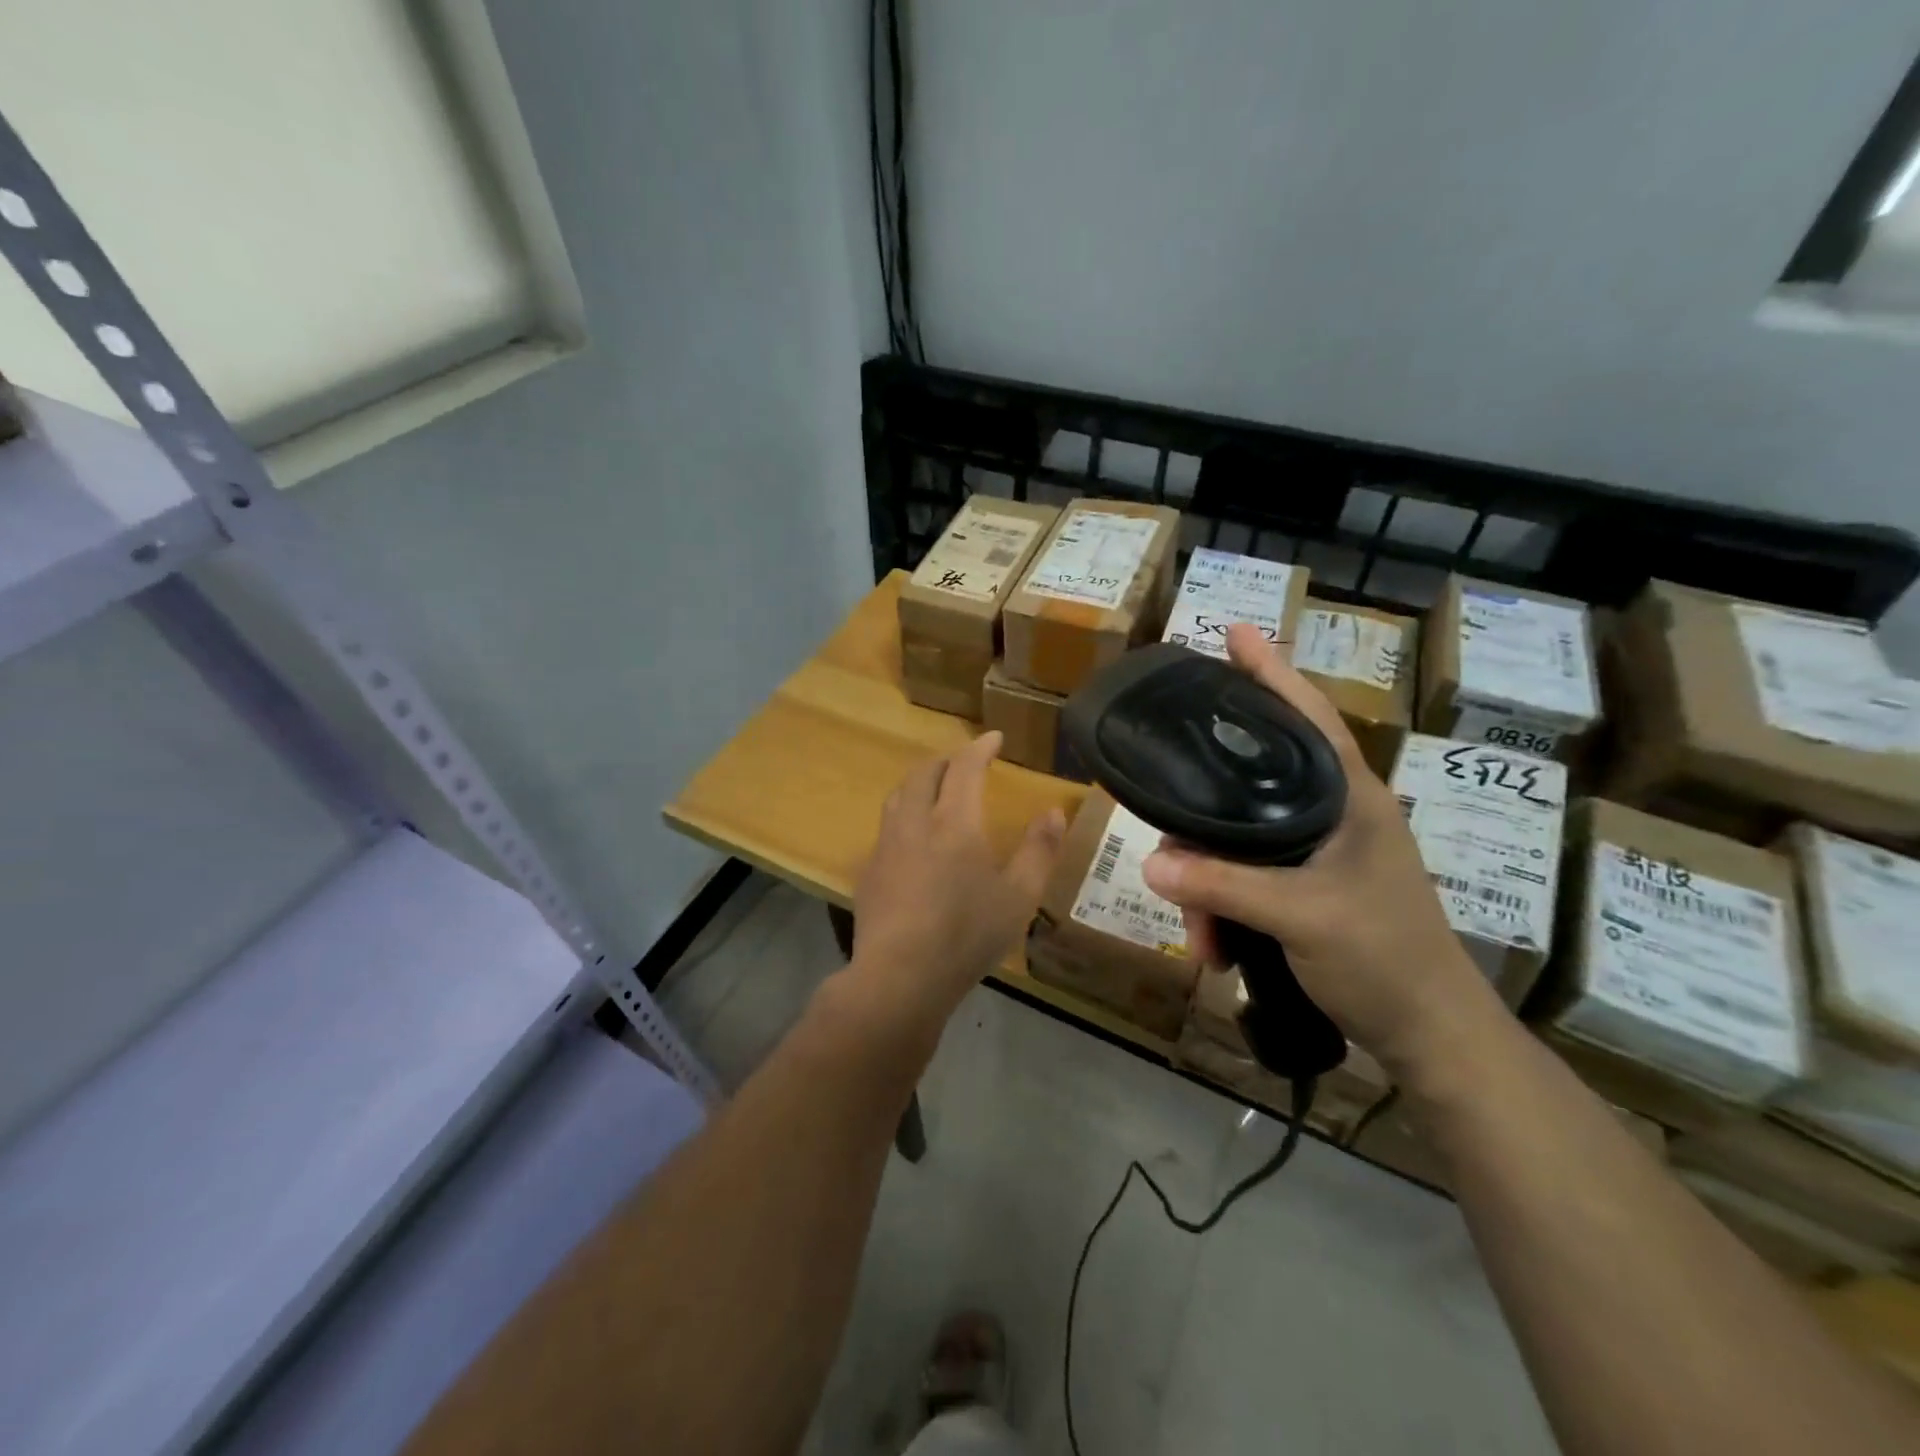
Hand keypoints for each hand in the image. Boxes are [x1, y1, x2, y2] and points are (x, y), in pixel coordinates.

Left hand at [846, 731, 1066, 1032]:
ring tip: (935, 790)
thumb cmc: (967, 935)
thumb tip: (1054, 811)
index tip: (994, 738)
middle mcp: (915, 822)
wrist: (900, 976)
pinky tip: (912, 840)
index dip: (980, 747)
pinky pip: (886, 828)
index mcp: (954, 822)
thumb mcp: (1019, 897)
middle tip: (965, 762)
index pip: (964, 767)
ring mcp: (886, 846)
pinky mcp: (868, 872)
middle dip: (946, 760)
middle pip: (924, 773)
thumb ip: (1039, 850)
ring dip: (919, 782)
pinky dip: (904, 815)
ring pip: (898, 796)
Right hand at [1140, 624, 1495, 1075]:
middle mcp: (1332, 813)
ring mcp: (1320, 852)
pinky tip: (1217, 946)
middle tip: (1165, 834)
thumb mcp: (1299, 916)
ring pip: (1239, 840)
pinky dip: (1224, 907)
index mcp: (1348, 797)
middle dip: (1201, 820)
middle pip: (1249, 784)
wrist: (1431, 1036)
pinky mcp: (1308, 887)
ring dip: (1209, 885)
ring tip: (1201, 935)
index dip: (1271, 672)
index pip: (1307, 716)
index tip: (1235, 632)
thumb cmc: (1383, 958)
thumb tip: (1149, 861)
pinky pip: (1246, 877)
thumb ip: (1222, 885)